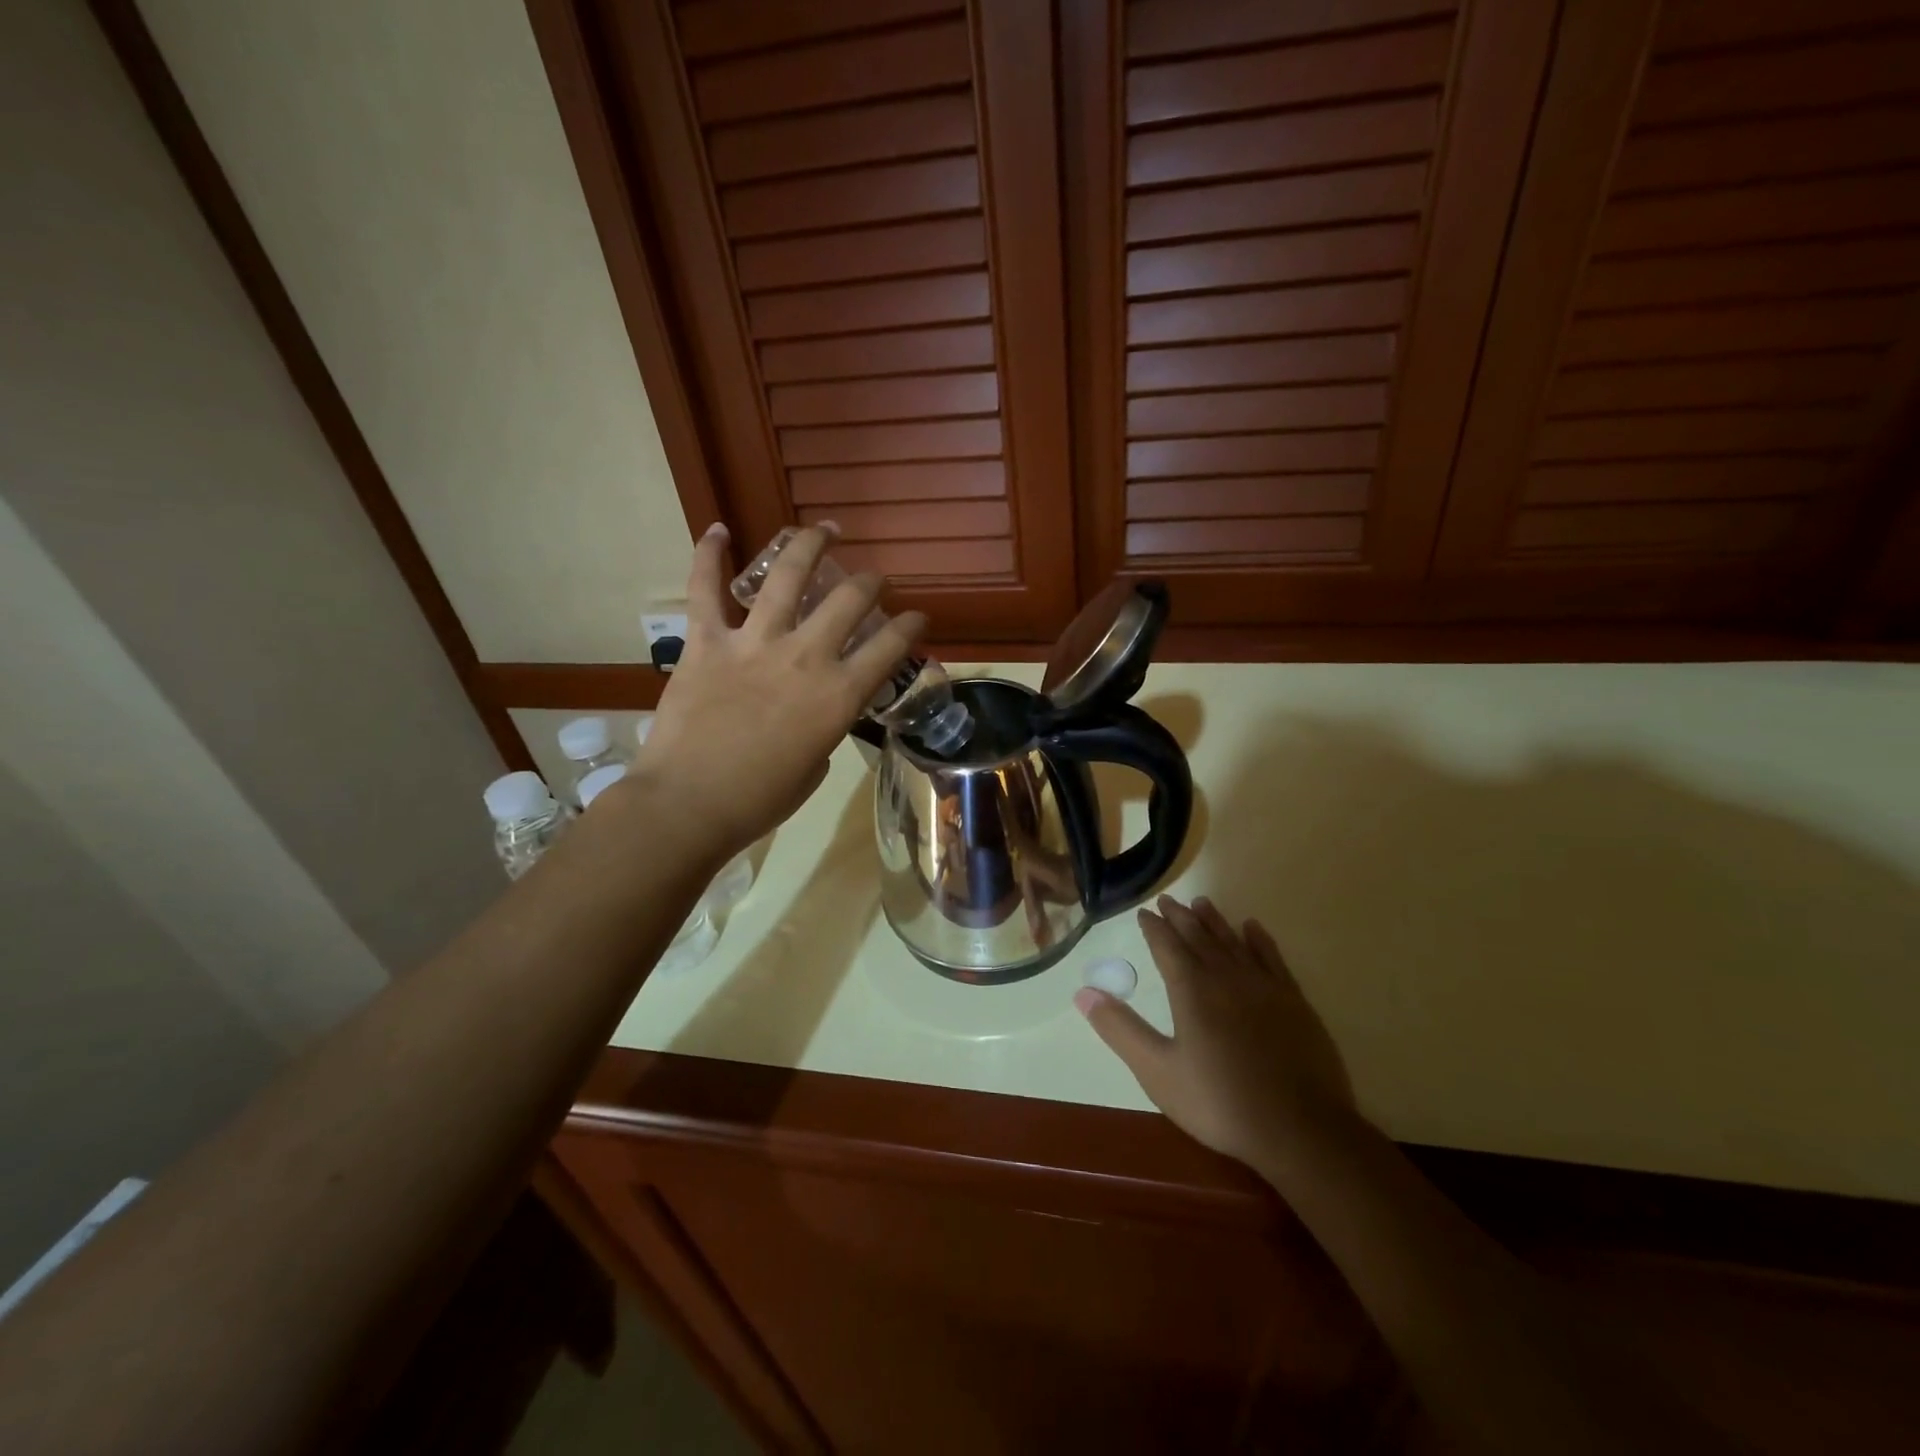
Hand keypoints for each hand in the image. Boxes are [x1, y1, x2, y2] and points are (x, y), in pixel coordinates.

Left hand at [636, 523, 925, 856]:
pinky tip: (717, 530)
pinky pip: (704, 589)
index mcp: (838, 695)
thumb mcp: (815, 767)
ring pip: (788, 577)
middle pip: (849, 600)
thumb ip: (824, 727)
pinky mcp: (706, 642)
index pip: (890, 647)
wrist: (690, 804)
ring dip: (809, 545)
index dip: (911, 626)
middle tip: (872, 579)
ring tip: (822, 530)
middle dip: (870, 582)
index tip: (917, 617)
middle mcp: (805, 656)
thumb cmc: (760, 800)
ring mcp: (754, 643)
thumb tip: (813, 709)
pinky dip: (709, 555)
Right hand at [1077, 895, 1354, 1167]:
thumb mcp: (1157, 1071)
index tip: (1145, 912)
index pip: (1166, 946)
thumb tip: (1083, 992)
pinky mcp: (1294, 1001)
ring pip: (1233, 941)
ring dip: (1215, 921)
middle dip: (1180, 917)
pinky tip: (1252, 928)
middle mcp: (1226, 976)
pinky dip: (1259, 939)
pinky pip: (1272, 958)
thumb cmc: (1220, 1102)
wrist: (1300, 1130)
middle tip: (1167, 900)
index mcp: (1191, 990)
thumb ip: (1120, 1029)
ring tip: (1201, 902)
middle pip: (1199, 937)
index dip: (1153, 927)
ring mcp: (1264, 987)